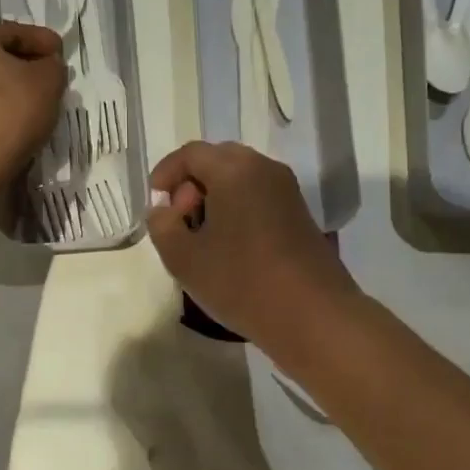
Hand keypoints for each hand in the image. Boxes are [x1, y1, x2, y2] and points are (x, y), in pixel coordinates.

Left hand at [0, 22, 65, 198]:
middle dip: (21, 65)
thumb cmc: (6, 115)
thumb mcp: (47, 84)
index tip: (62, 53)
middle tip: (48, 80)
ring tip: (29, 105)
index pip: (13, 31)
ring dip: (4, 90)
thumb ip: (53, 66)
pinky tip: (7, 125)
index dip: (42, 40)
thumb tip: (46, 66)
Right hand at [146, 141, 358, 348]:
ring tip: (202, 237)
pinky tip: (229, 247)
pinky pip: (258, 197)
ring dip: (215, 198)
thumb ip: (162, 226)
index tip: (156, 201)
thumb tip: (163, 211)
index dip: (166, 173)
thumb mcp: (184, 258)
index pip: (191, 154)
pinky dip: (237, 209)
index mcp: (234, 170)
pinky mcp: (299, 215)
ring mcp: (287, 191)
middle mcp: (264, 169)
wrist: (313, 315)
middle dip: (191, 184)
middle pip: (218, 160)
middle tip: (179, 219)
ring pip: (240, 179)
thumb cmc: (241, 281)